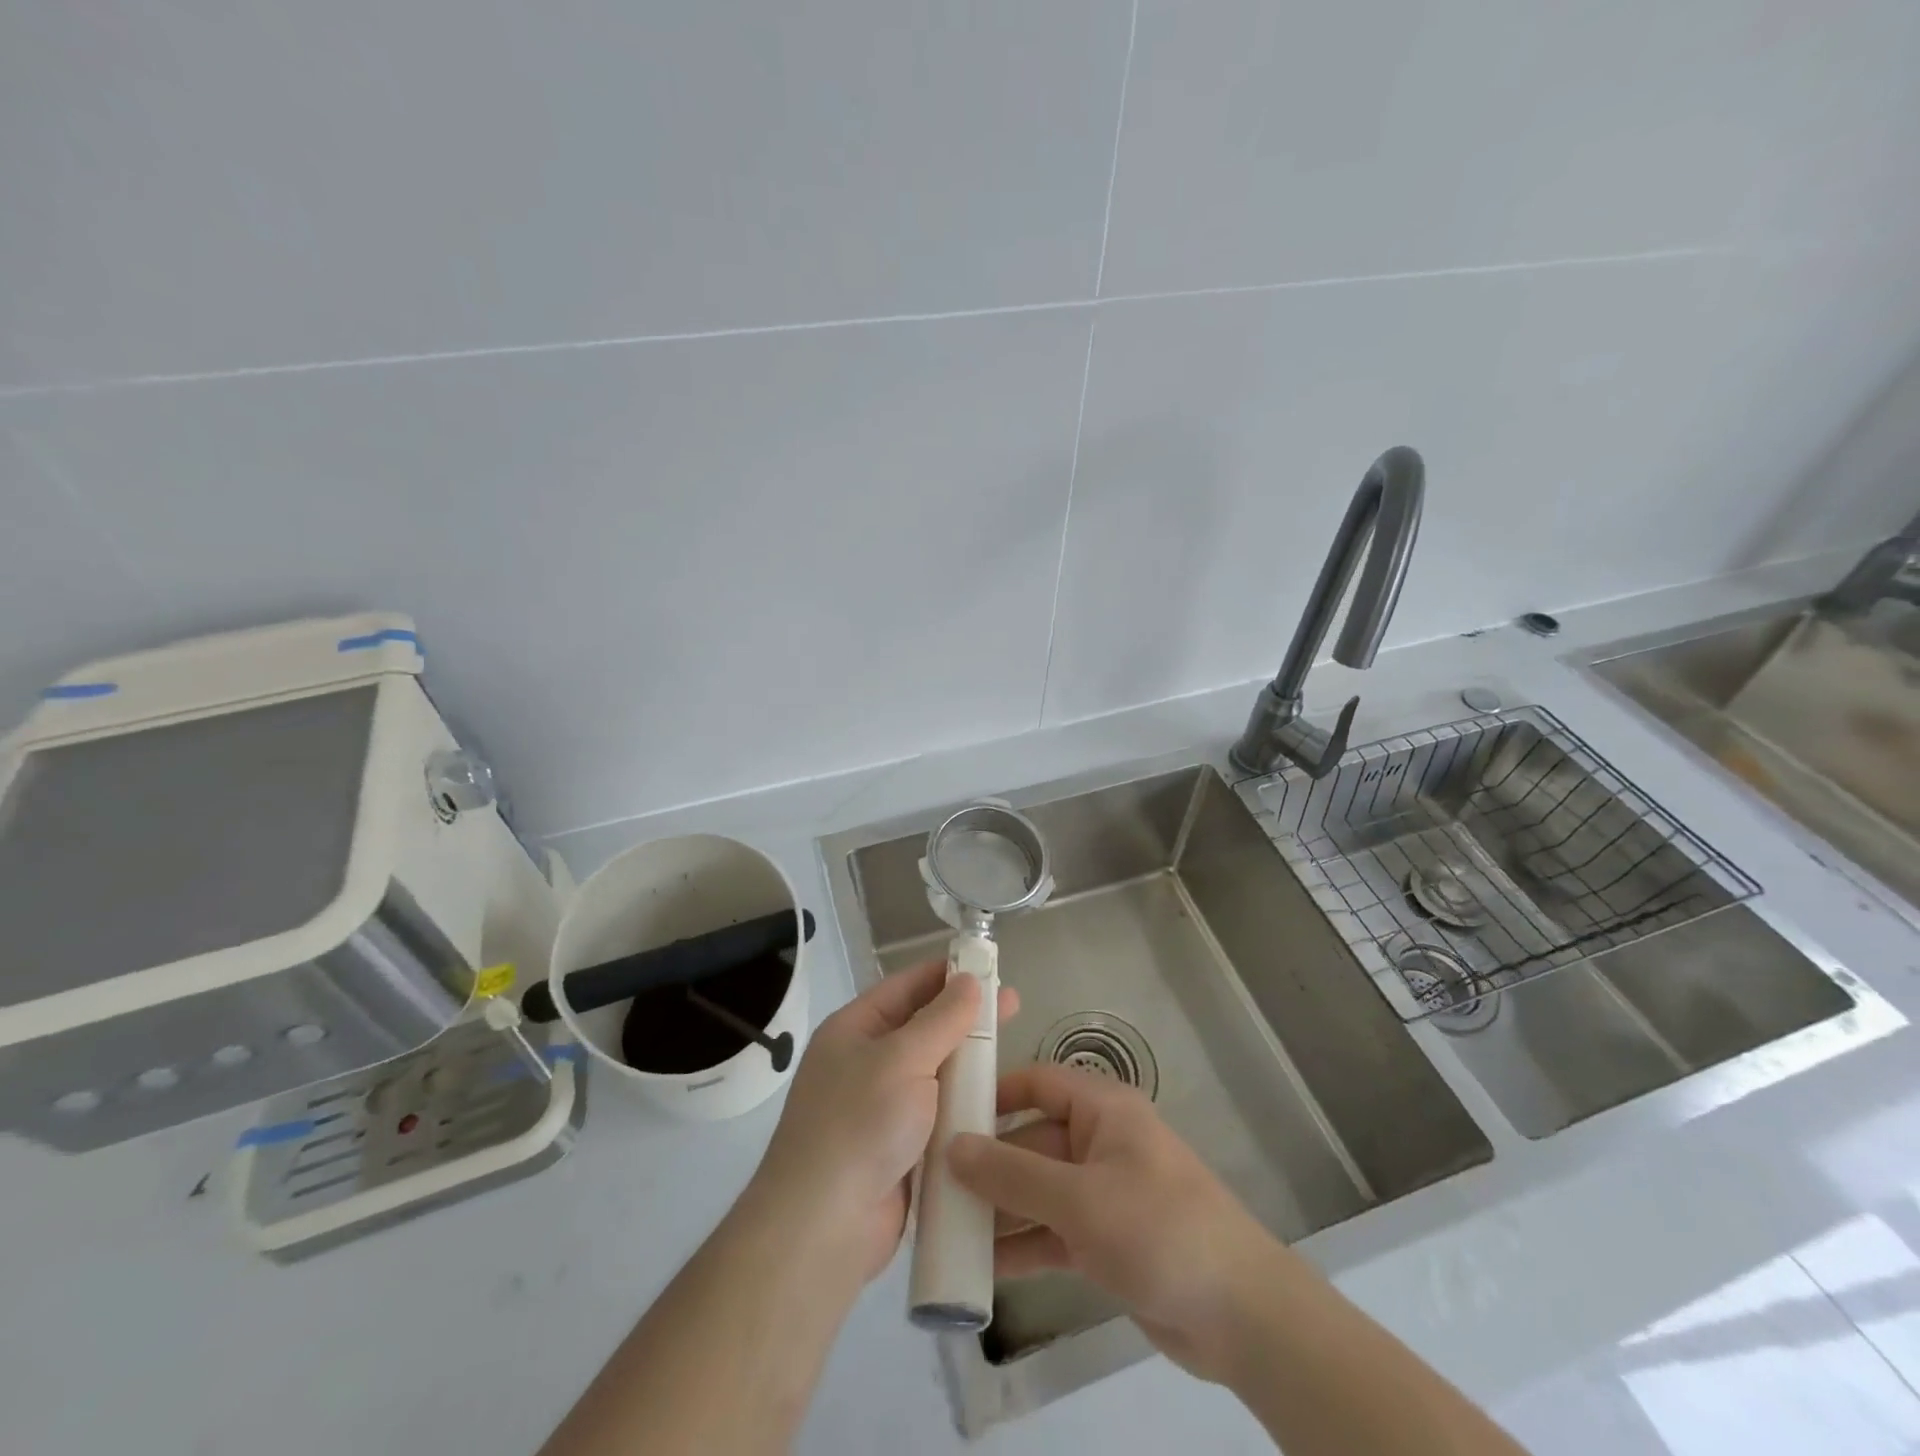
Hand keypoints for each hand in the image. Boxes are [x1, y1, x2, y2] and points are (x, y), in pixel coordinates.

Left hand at [748, 960, 1018, 1286]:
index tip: (989, 967)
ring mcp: (881, 1108)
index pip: (906, 986)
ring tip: (1011, 1053)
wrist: (823, 1228)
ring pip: (934, 1073)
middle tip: (1014, 1006)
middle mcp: (865, 1062)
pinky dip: (962, 1106)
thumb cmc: (859, 1124)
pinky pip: (937, 1114)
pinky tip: (998, 1102)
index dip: (946, 974)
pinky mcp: (898, 1148)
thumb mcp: (902, 1059)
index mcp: (854, 1029)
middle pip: (923, 1028)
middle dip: (965, 1018)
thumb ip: (941, 1019)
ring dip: (968, 1064)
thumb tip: (969, 981)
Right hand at [948, 1064, 1279, 1383]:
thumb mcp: (1079, 1200)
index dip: (993, 1094)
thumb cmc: (1159, 1229)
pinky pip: (1053, 1231)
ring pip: (1038, 1190)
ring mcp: (1103, 1192)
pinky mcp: (1107, 1240)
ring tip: (944, 1229)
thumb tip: (952, 1147)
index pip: (1037, 1082)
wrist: (1242, 1316)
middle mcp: (1100, 1141)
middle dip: (987, 1164)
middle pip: (1031, 1139)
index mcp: (1102, 1109)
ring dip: (999, 1209)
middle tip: (932, 1185)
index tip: (945, 1115)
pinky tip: (981, 1268)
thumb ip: (1012, 1175)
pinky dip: (1023, 1245)